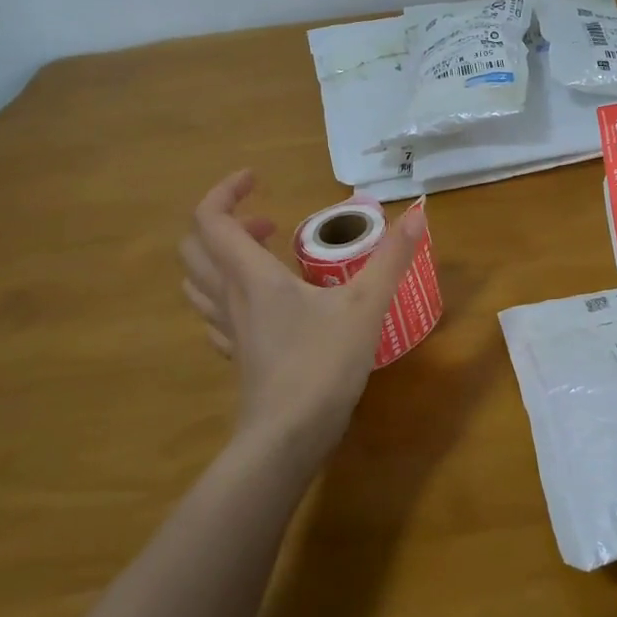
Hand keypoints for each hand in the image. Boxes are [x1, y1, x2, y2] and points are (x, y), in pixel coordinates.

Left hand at [179, 170, 425, 464]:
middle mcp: (230, 297)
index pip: (211, 219)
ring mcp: (229, 330)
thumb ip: (393, 257)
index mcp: (252, 276)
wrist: (288, 437)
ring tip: (265, 254)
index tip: (258, 178)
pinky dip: (229, 293)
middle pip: (197, 247)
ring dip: (222, 256)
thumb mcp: (366, 304)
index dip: (225, 191)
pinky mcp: (237, 355)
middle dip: (226, 222)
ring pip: (199, 281)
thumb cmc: (323, 364)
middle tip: (271, 221)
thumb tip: (419, 211)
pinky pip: (215, 313)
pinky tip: (262, 304)